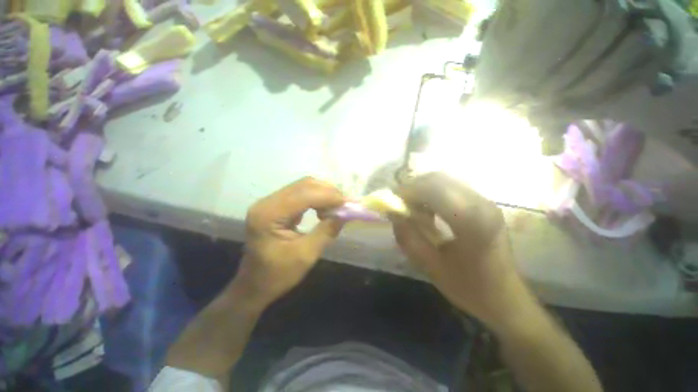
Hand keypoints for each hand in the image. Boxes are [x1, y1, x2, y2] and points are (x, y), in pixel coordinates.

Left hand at [233, 177, 344, 308]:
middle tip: (345, 205)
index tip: (349, 204)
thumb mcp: (307, 255)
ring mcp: (270, 202)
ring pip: (303, 186)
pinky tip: (323, 210)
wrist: (254, 285)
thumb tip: (346, 214)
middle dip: (328, 192)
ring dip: (323, 194)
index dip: (329, 196)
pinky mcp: (275, 205)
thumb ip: (327, 231)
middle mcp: (267, 202)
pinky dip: (316, 198)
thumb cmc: (278, 275)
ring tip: (336, 208)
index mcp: (269, 215)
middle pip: (304, 185)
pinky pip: (300, 194)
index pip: (304, 195)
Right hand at [392, 173, 528, 328]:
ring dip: (423, 190)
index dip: (407, 191)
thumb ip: (408, 237)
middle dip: (413, 188)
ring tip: (414, 210)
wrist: (506, 298)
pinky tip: (429, 211)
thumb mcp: (431, 266)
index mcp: (472, 222)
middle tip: (401, 205)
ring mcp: (485, 201)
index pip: (433, 189)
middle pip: (439, 178)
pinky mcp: (483, 204)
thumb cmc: (469, 288)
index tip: (391, 202)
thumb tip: (392, 213)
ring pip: (444, 180)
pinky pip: (451, 188)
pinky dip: (433, 194)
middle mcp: (482, 204)